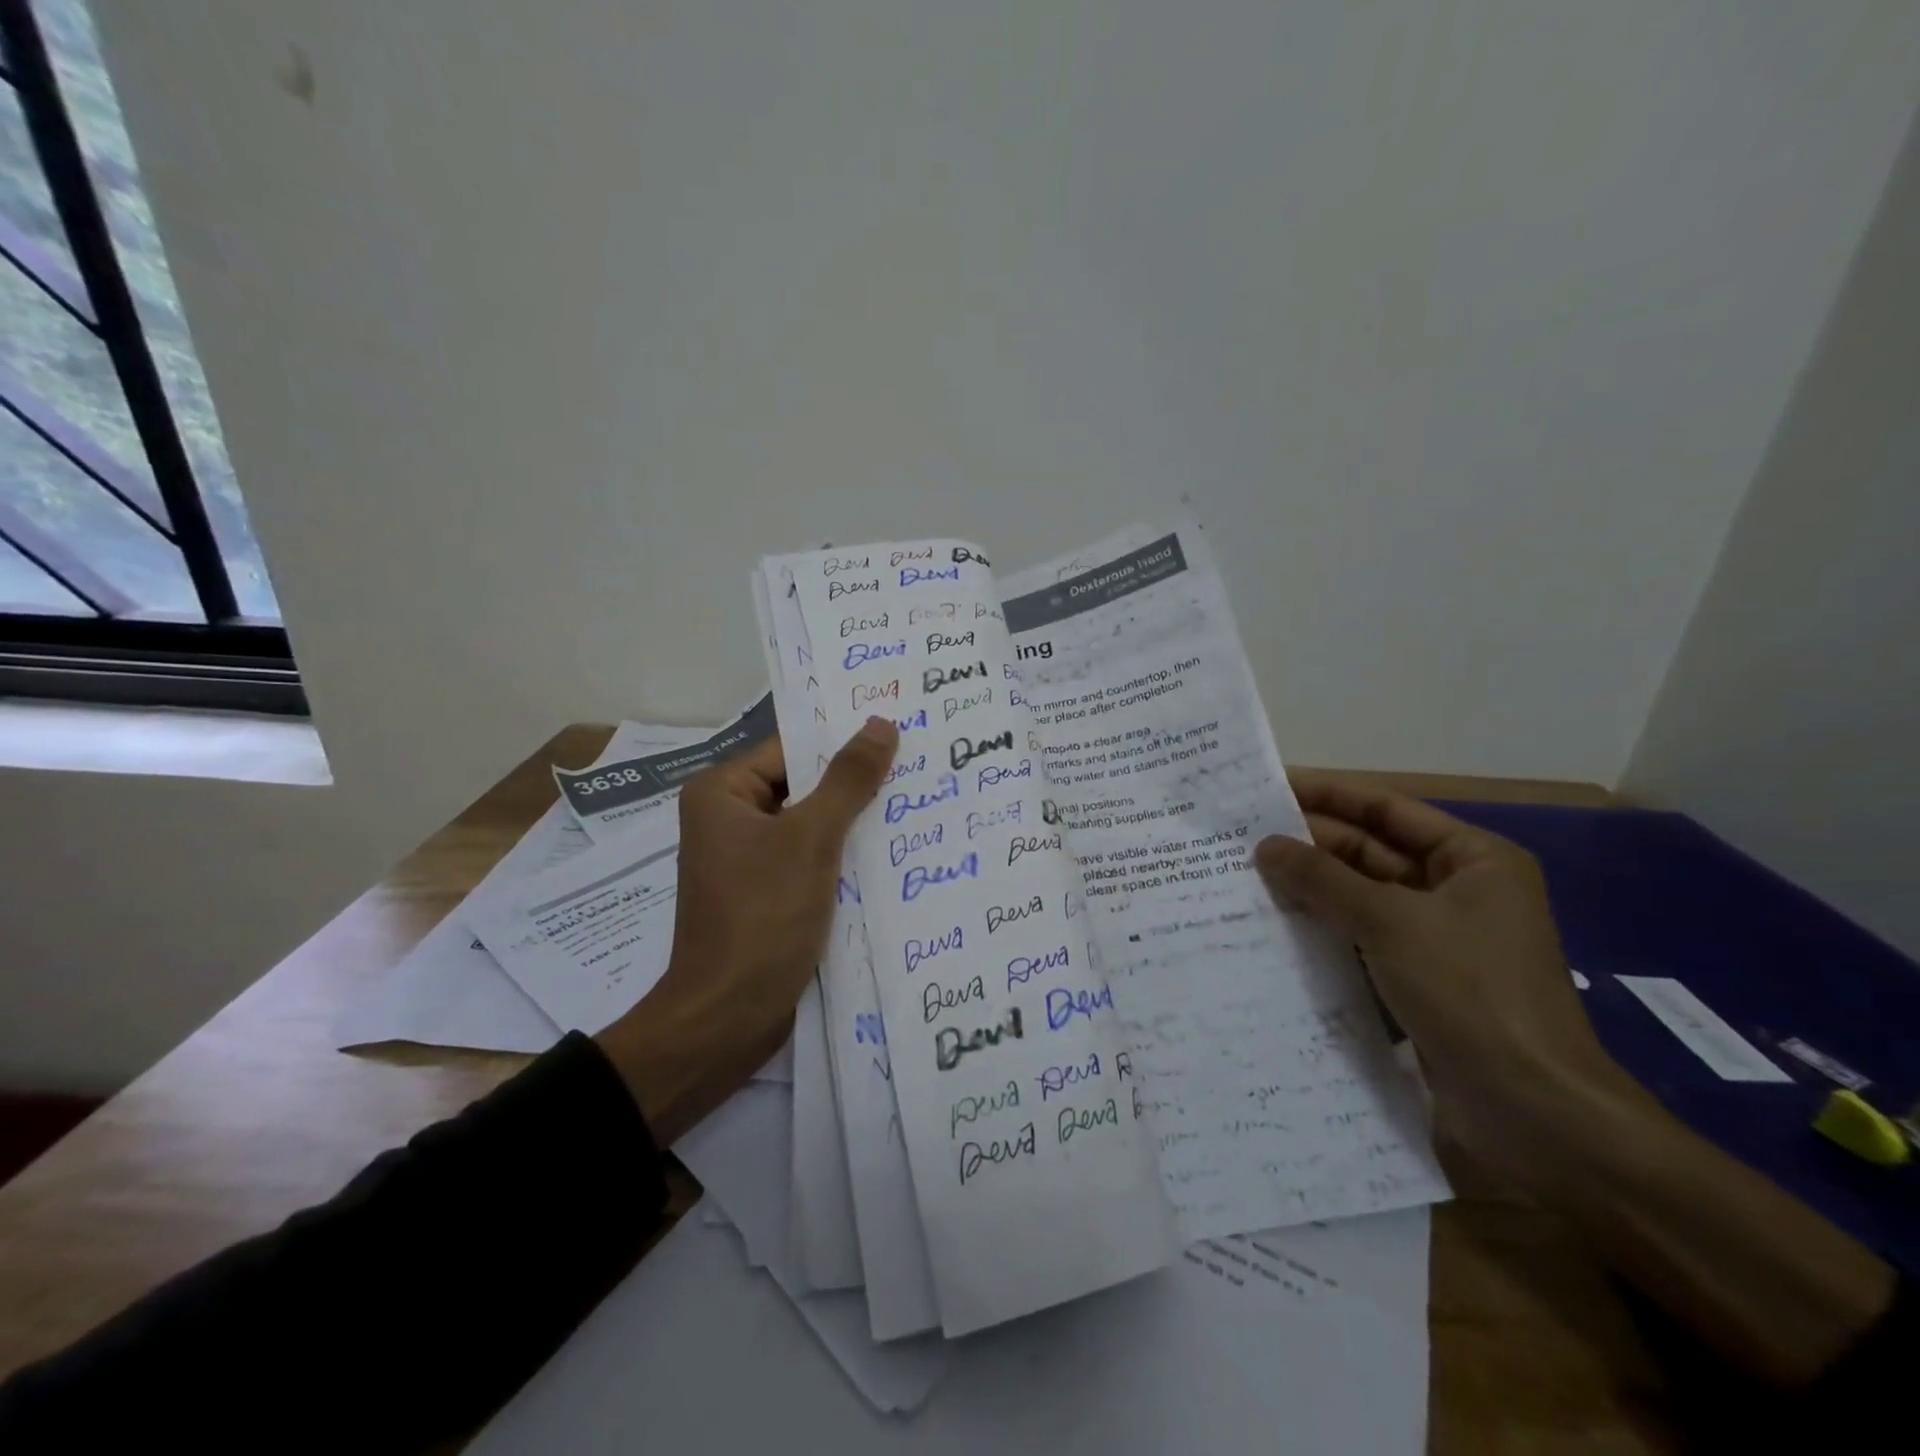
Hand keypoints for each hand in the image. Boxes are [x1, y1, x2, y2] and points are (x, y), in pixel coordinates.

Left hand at [596, 718, 898, 1141]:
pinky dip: (845, 860)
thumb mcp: (811, 839)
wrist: (728, 1018)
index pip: (792, 750)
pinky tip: (893, 857)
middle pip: (804, 788)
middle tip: (919, 770)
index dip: (844, 744)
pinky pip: (812, 862)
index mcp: (723, 793)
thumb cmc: (763, 916)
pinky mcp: (768, 896)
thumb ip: (848, 780)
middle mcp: (730, 820)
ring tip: (917, 807)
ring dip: (856, 826)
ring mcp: (749, 862)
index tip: (900, 737)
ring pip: (813, 828)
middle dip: (857, 787)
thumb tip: (880, 724)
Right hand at [1254, 772, 1631, 1186]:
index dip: (1328, 796)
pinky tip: (1274, 930)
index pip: (1387, 809)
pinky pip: (1361, 941)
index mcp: (1473, 860)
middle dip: (1312, 847)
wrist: (1533, 1111)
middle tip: (1242, 839)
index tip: (1269, 790)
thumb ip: (1322, 879)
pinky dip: (1324, 933)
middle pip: (1371, 853)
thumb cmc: (1470, 991)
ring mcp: (1438, 940)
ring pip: (1361, 900)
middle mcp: (1457, 891)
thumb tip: (1265, 846)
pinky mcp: (1419, 982)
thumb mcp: (1389, 921)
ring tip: (1246, 879)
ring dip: (1312, 892)